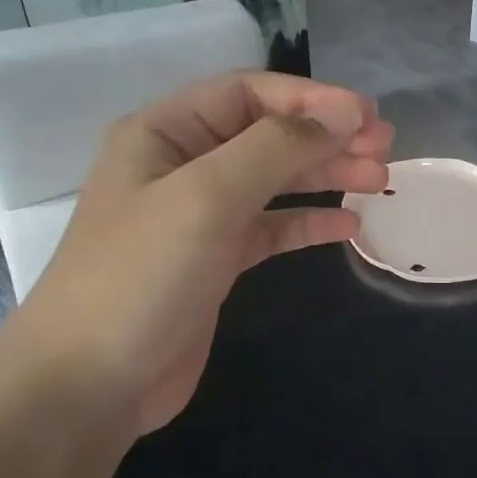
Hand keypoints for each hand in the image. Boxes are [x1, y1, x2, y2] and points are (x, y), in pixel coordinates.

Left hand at [6, 71, 392, 437]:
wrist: (91, 382)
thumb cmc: (141, 276)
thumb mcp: (208, 197)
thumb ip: (277, 148)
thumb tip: (343, 112)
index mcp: (165, 133)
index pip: (248, 95)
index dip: (311, 100)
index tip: (367, 118)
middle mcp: (183, 165)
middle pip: (268, 136)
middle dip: (327, 137)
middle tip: (385, 149)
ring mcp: (200, 216)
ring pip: (275, 182)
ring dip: (326, 176)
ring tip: (380, 180)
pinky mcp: (217, 261)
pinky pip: (272, 229)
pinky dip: (309, 222)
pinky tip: (348, 225)